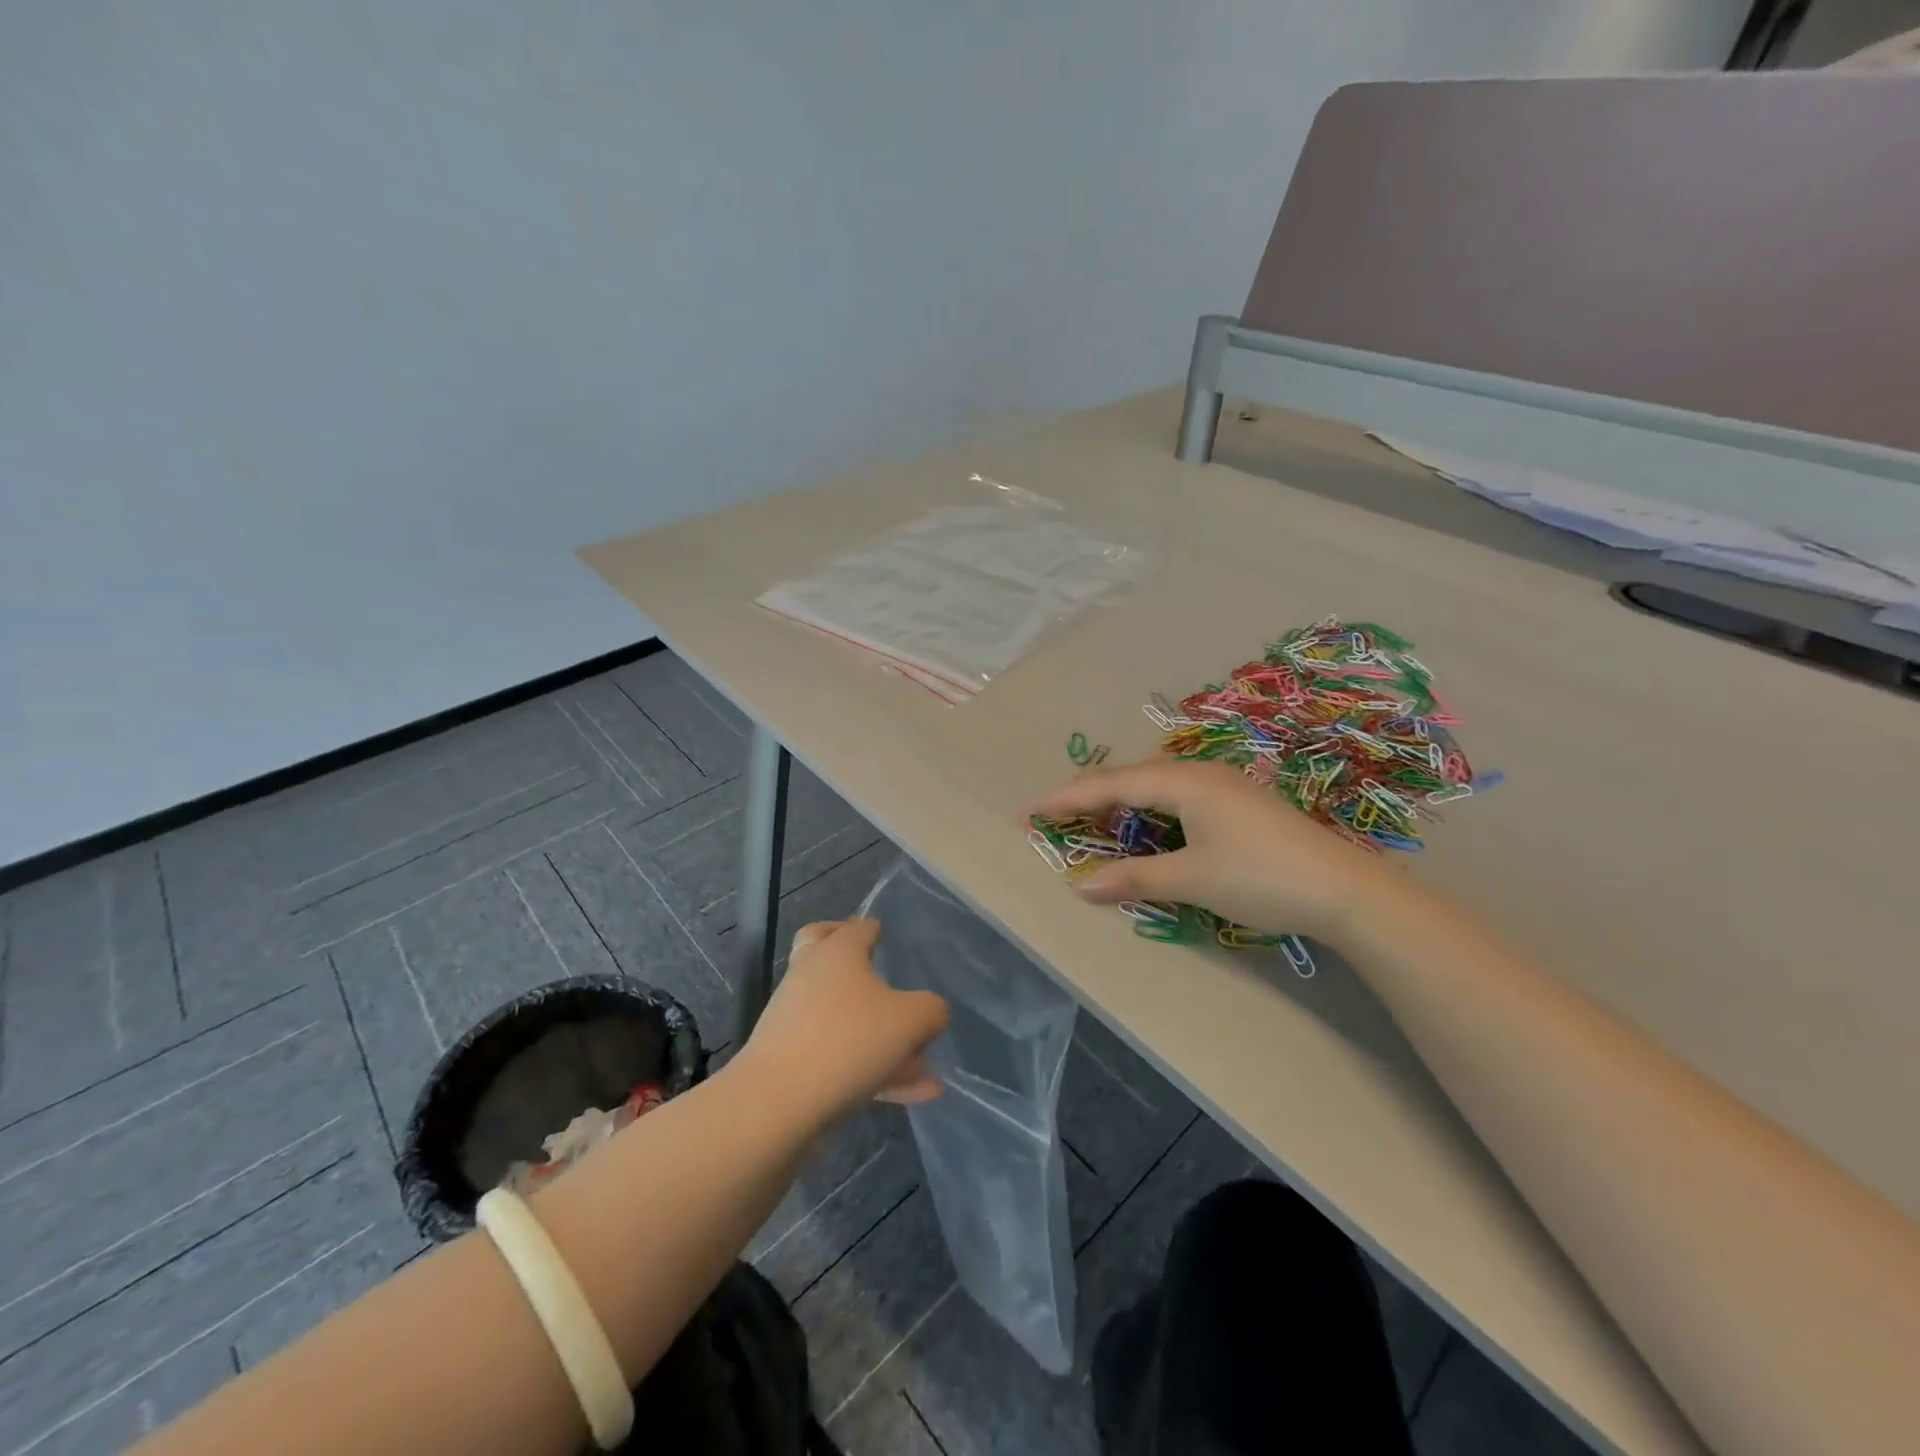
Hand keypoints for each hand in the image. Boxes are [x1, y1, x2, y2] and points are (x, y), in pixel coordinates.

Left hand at [736, 919, 948, 1124]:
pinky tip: (912, 1095)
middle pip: (823, 953)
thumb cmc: (848, 1041)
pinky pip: (840, 1057)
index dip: (873, 928)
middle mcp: (812, 977)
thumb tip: (930, 1013)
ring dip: (878, 1034)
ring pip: (840, 1015)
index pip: (857, 928)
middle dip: (853, 960)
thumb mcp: (911, 1020)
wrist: (776, 1102)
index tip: (883, 933)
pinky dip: (873, 1070)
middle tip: (872, 966)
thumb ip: (931, 1011)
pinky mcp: (792, 1061)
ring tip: (922, 1066)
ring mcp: (796, 1020)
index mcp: (838, 953)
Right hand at [1034, 758, 1396, 945]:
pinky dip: (1150, 808)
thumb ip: (1134, 878)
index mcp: (1184, 782)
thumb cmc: (1260, 878)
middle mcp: (1201, 773)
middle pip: (1133, 778)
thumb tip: (1081, 886)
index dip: (1071, 798)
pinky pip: (1179, 796)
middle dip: (1091, 795)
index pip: (1113, 785)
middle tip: (1054, 812)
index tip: (1034, 810)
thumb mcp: (1191, 879)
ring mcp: (1224, 785)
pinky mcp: (1240, 803)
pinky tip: (1147, 822)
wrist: (1344, 889)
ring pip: (1158, 785)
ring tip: (1091, 814)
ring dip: (1121, 799)